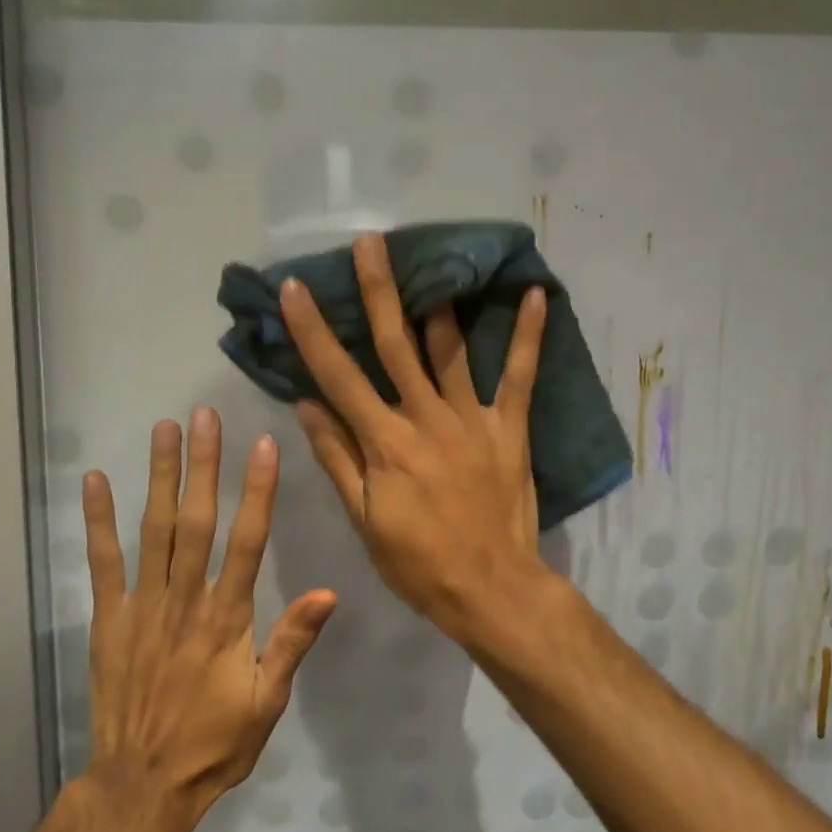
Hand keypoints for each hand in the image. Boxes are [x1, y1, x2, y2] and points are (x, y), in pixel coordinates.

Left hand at [82, 409, 336, 831]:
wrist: (142, 786)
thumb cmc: (214, 743)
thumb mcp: (267, 701)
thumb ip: (291, 642)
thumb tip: (328, 592)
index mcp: (228, 617)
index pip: (248, 541)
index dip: (257, 491)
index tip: (262, 445)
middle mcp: (186, 599)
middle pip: (197, 521)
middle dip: (204, 465)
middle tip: (206, 416)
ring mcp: (143, 605)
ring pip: (154, 529)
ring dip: (160, 477)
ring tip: (165, 430)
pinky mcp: (109, 617)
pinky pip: (103, 562)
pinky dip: (99, 520)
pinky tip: (96, 481)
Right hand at [279, 235, 548, 640]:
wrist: (491, 589)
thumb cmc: (418, 562)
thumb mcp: (364, 518)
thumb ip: (337, 458)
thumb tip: (306, 404)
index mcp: (384, 441)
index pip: (338, 376)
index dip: (313, 330)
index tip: (295, 289)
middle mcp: (425, 417)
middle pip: (396, 344)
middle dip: (378, 291)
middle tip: (370, 242)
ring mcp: (471, 418)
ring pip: (451, 350)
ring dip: (438, 303)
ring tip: (433, 258)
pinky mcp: (509, 427)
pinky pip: (520, 376)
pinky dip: (528, 336)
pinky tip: (535, 295)